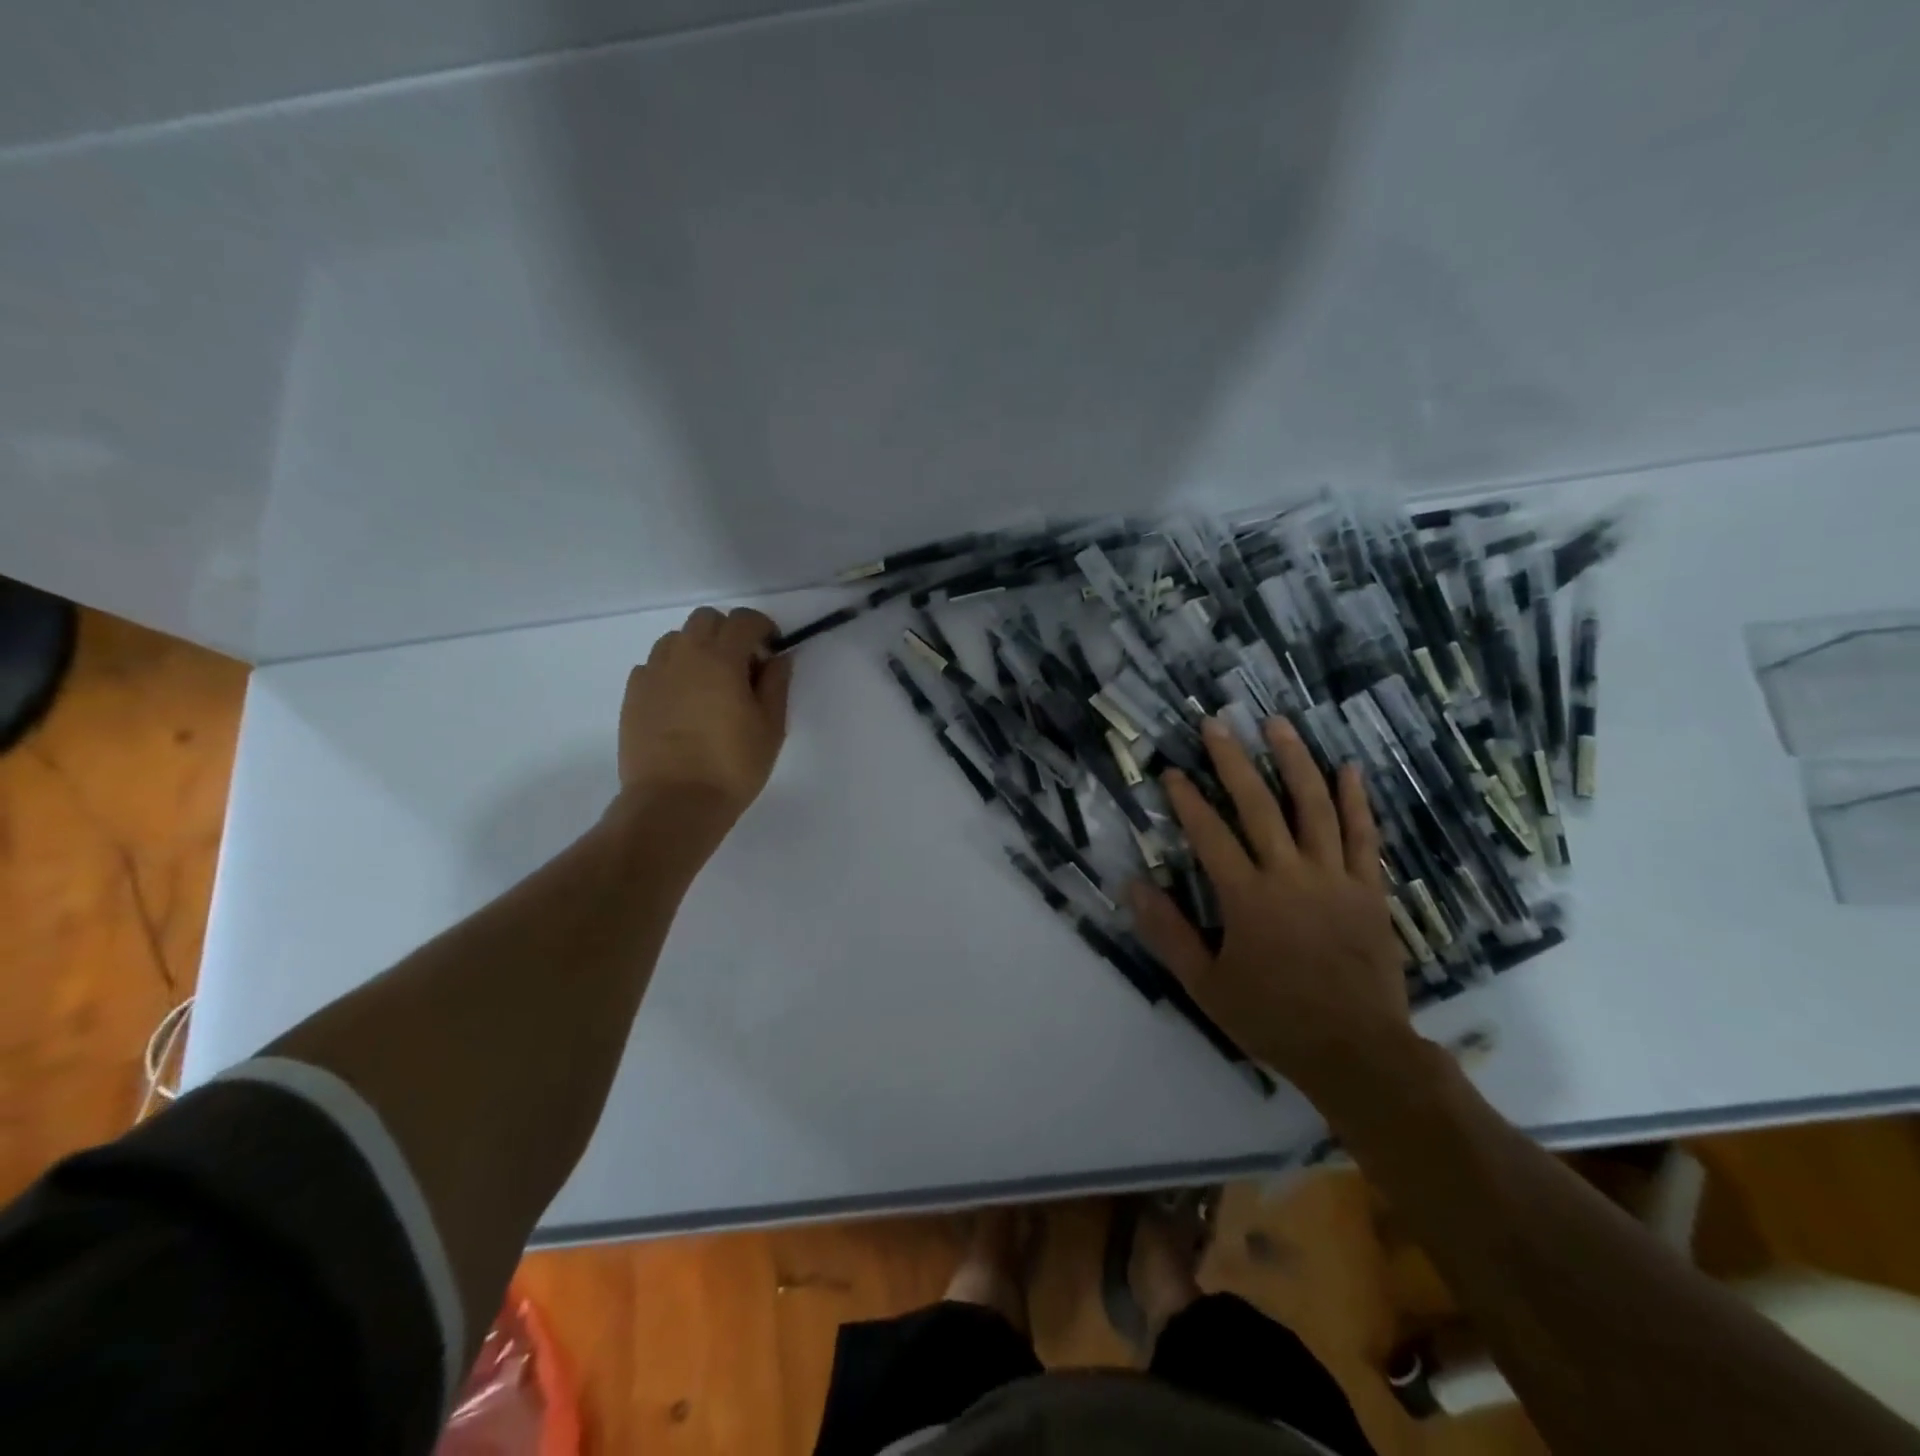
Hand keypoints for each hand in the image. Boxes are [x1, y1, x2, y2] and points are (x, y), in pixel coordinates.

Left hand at [616, 607, 792, 834]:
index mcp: (721, 659)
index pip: (743, 620)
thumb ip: (776, 684)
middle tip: (742, 666)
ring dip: (698, 649)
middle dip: (728, 633)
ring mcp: (653, 673)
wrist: (674, 802)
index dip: (762, 628)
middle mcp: (683, 655)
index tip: (771, 650)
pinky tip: (683, 702)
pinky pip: (654, 665)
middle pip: (706, 620)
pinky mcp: (633, 694)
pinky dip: (673, 671)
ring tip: (709, 683)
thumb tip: (778, 658)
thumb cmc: (733, 766)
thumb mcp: (771, 727)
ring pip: (676, 639)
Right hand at [1128, 716, 1412, 1091]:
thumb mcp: (1206, 984)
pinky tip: (1348, 768)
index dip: (1187, 799)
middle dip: (1233, 761)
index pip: (1210, 834)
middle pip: (1259, 805)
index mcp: (1247, 898)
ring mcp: (1335, 878)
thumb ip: (1168, 932)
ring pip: (1314, 807)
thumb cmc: (1272, 1018)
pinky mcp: (1369, 889)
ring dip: (1295, 761)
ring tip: (1278, 724)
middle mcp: (1290, 875)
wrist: (1356, 1051)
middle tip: (1216, 724)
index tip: (1171, 771)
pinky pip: (1363, 836)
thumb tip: (1133, 885)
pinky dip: (1355, 800)